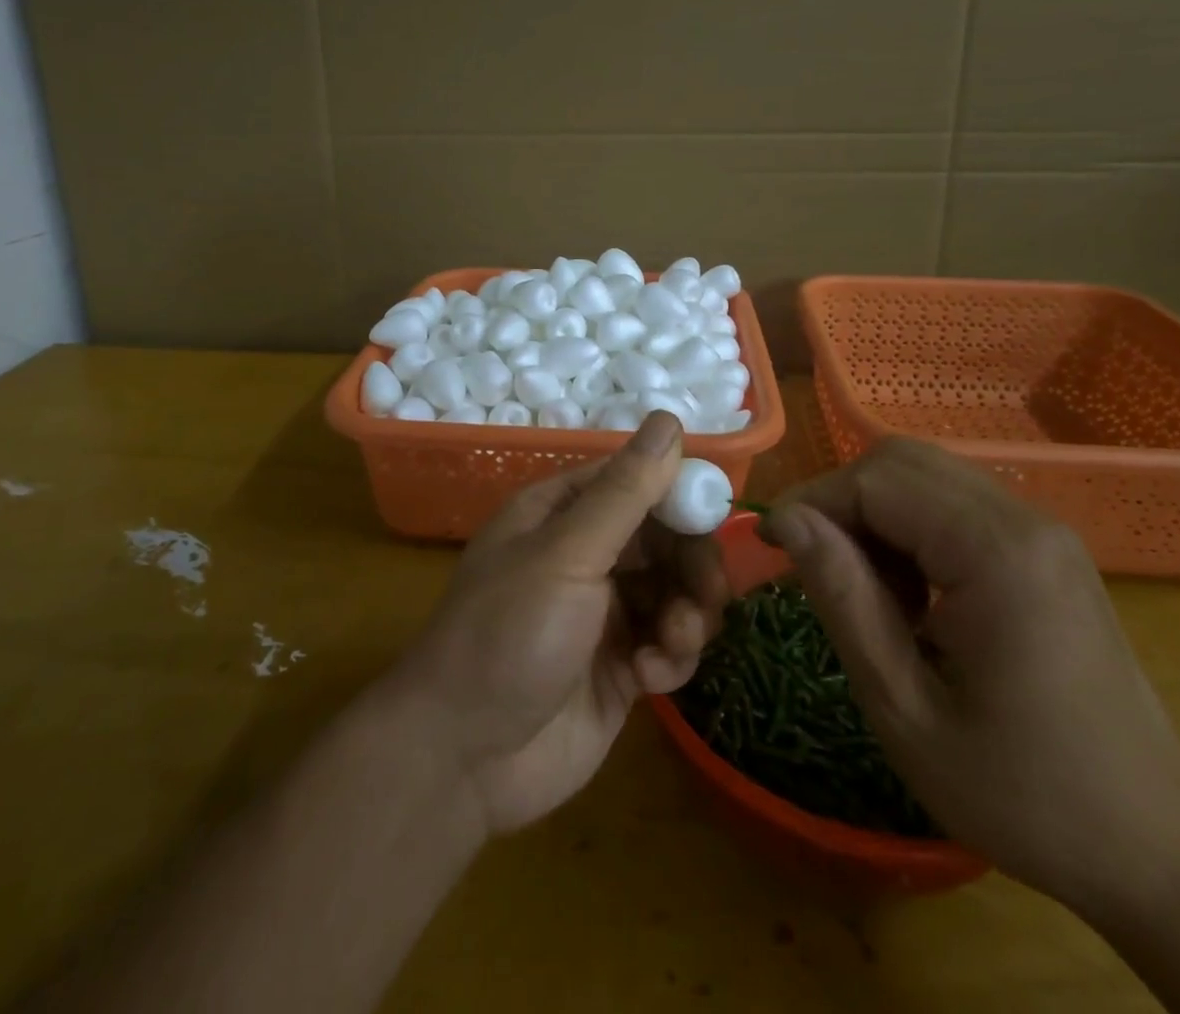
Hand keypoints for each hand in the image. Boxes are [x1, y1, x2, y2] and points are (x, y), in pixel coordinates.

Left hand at [385, 414, 728, 834]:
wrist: (465, 759)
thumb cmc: (509, 634)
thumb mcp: (566, 554)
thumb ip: (624, 492)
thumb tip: (669, 420)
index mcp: (562, 513)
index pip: (637, 481)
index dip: (679, 494)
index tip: (714, 519)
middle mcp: (585, 553)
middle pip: (665, 537)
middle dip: (692, 564)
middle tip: (706, 595)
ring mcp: (604, 611)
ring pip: (675, 591)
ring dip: (688, 615)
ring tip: (673, 644)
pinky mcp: (620, 666)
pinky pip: (668, 643)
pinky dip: (671, 656)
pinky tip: (649, 678)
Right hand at [764, 438, 1179, 916]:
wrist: (1156, 849)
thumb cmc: (1022, 793)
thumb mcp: (904, 707)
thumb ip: (842, 599)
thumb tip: (785, 520)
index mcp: (995, 554)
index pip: (875, 480)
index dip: (812, 502)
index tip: (771, 550)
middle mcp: (1025, 521)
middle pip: (900, 461)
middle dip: (841, 502)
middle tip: (817, 571)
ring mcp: (1042, 531)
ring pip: (925, 475)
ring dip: (875, 516)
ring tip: (868, 592)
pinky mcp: (1045, 549)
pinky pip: (955, 504)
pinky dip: (911, 529)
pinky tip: (912, 596)